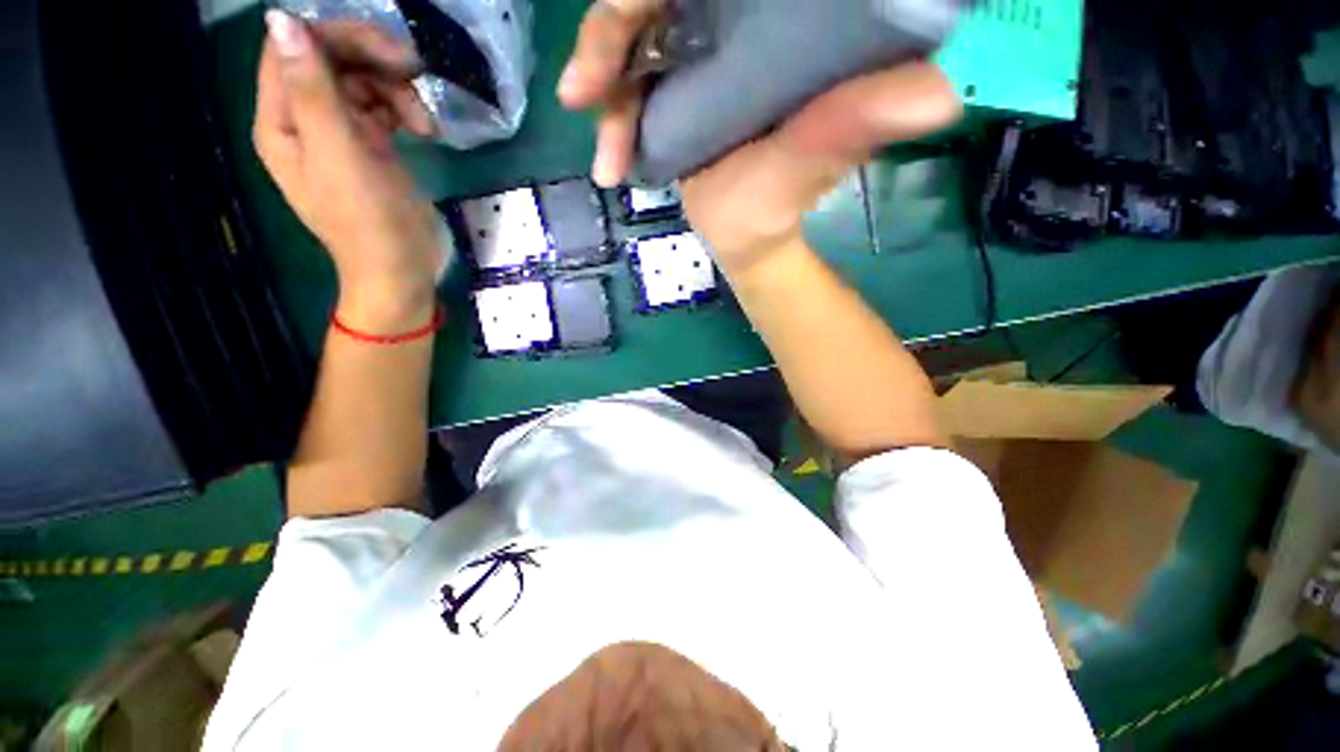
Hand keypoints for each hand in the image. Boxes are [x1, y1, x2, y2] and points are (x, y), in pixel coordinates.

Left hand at [255, 11, 443, 330]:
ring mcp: (340, 135)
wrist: (403, 271)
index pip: (292, 49)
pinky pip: (381, 110)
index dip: (334, 37)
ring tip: (425, 123)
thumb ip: (312, 91)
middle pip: (330, 61)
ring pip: (361, 83)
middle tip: (416, 73)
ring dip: (396, 91)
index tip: (388, 51)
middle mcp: (305, 121)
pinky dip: (404, 112)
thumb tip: (282, 18)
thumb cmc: (370, 222)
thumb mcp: (340, 156)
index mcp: (282, 122)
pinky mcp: (371, 149)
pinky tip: (425, 130)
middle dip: (372, 61)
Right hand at [557, 0, 961, 271]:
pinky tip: (609, 165)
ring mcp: (695, 50)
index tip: (625, 19)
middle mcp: (730, 21)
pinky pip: (626, 82)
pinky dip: (609, 117)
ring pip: (629, 40)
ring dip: (602, 87)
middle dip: (610, 38)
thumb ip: (851, 128)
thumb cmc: (779, 204)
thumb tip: (939, 93)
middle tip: (585, 95)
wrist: (748, 236)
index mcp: (771, 23)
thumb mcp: (811, 165)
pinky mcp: (673, 83)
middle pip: (653, 0)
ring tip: (606, 157)